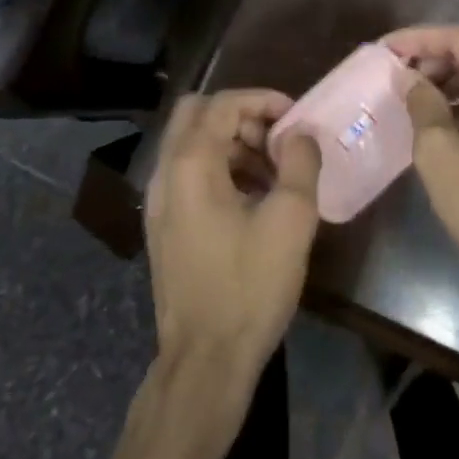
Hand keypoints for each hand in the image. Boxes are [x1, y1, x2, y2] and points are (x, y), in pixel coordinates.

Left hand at [144, 90, 321, 390]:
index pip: (222, 103)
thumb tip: (300, 134)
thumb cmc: (249, 285)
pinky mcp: (163, 225)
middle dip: (241, 116)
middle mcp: (165, 173)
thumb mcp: (290, 220)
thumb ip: (300, 163)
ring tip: (274, 172)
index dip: (262, 100)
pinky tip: (254, 198)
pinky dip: (219, 168)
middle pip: (197, 114)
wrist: (206, 358)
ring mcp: (158, 201)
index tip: (295, 118)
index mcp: (190, 164)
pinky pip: (188, 174)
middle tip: (277, 140)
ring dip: (232, 143)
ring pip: (191, 144)